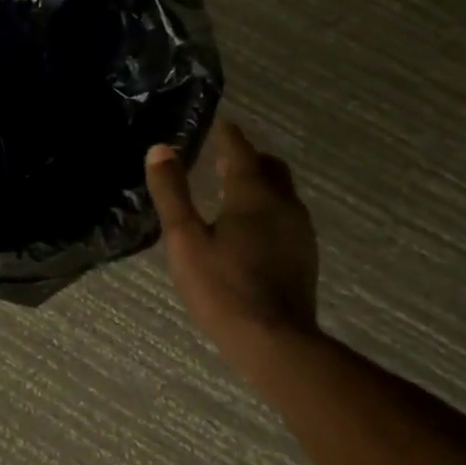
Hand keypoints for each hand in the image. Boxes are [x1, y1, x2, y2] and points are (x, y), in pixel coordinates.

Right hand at [145, 121, 320, 384]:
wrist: (274, 340)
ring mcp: (300, 231)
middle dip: (246, 158)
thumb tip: (160, 150)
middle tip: (221, 160)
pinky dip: (267, 210)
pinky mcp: (305, 255)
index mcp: (253, 194)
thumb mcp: (184, 239)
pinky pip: (286, 217)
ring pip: (281, 193)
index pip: (240, 150)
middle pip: (269, 168)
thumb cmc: (222, 288)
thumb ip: (172, 193)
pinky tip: (250, 231)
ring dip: (258, 185)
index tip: (219, 125)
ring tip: (231, 193)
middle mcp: (284, 204)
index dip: (227, 135)